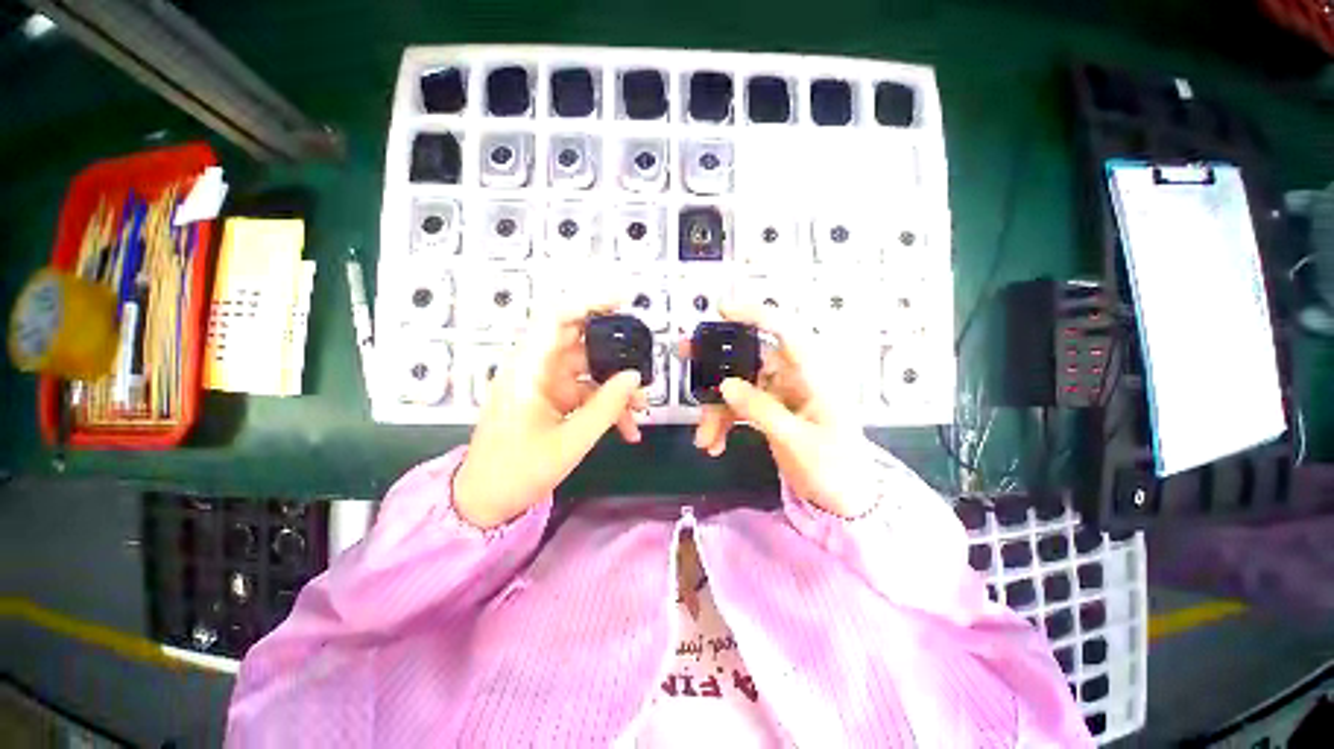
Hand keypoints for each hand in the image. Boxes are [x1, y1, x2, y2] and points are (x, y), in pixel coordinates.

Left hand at [453, 297, 646, 528]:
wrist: (486, 502)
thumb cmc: (518, 471)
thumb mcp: (570, 442)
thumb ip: (606, 407)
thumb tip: (634, 377)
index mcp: (528, 370)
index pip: (555, 318)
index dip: (588, 302)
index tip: (623, 301)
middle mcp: (535, 369)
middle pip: (579, 342)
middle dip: (614, 353)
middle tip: (643, 363)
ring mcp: (545, 384)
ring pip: (588, 370)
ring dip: (615, 387)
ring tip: (640, 410)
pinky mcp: (552, 400)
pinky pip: (585, 392)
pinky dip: (606, 405)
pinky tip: (627, 428)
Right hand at [685, 304, 876, 518]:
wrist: (845, 498)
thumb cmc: (835, 468)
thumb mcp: (797, 441)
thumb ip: (761, 410)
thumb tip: (725, 385)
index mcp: (814, 376)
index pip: (787, 331)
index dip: (755, 315)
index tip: (722, 311)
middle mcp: (796, 377)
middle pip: (751, 358)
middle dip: (716, 363)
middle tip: (684, 357)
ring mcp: (781, 394)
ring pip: (738, 386)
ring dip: (716, 409)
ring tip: (703, 438)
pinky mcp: (770, 410)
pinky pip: (740, 406)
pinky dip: (723, 421)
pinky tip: (714, 443)